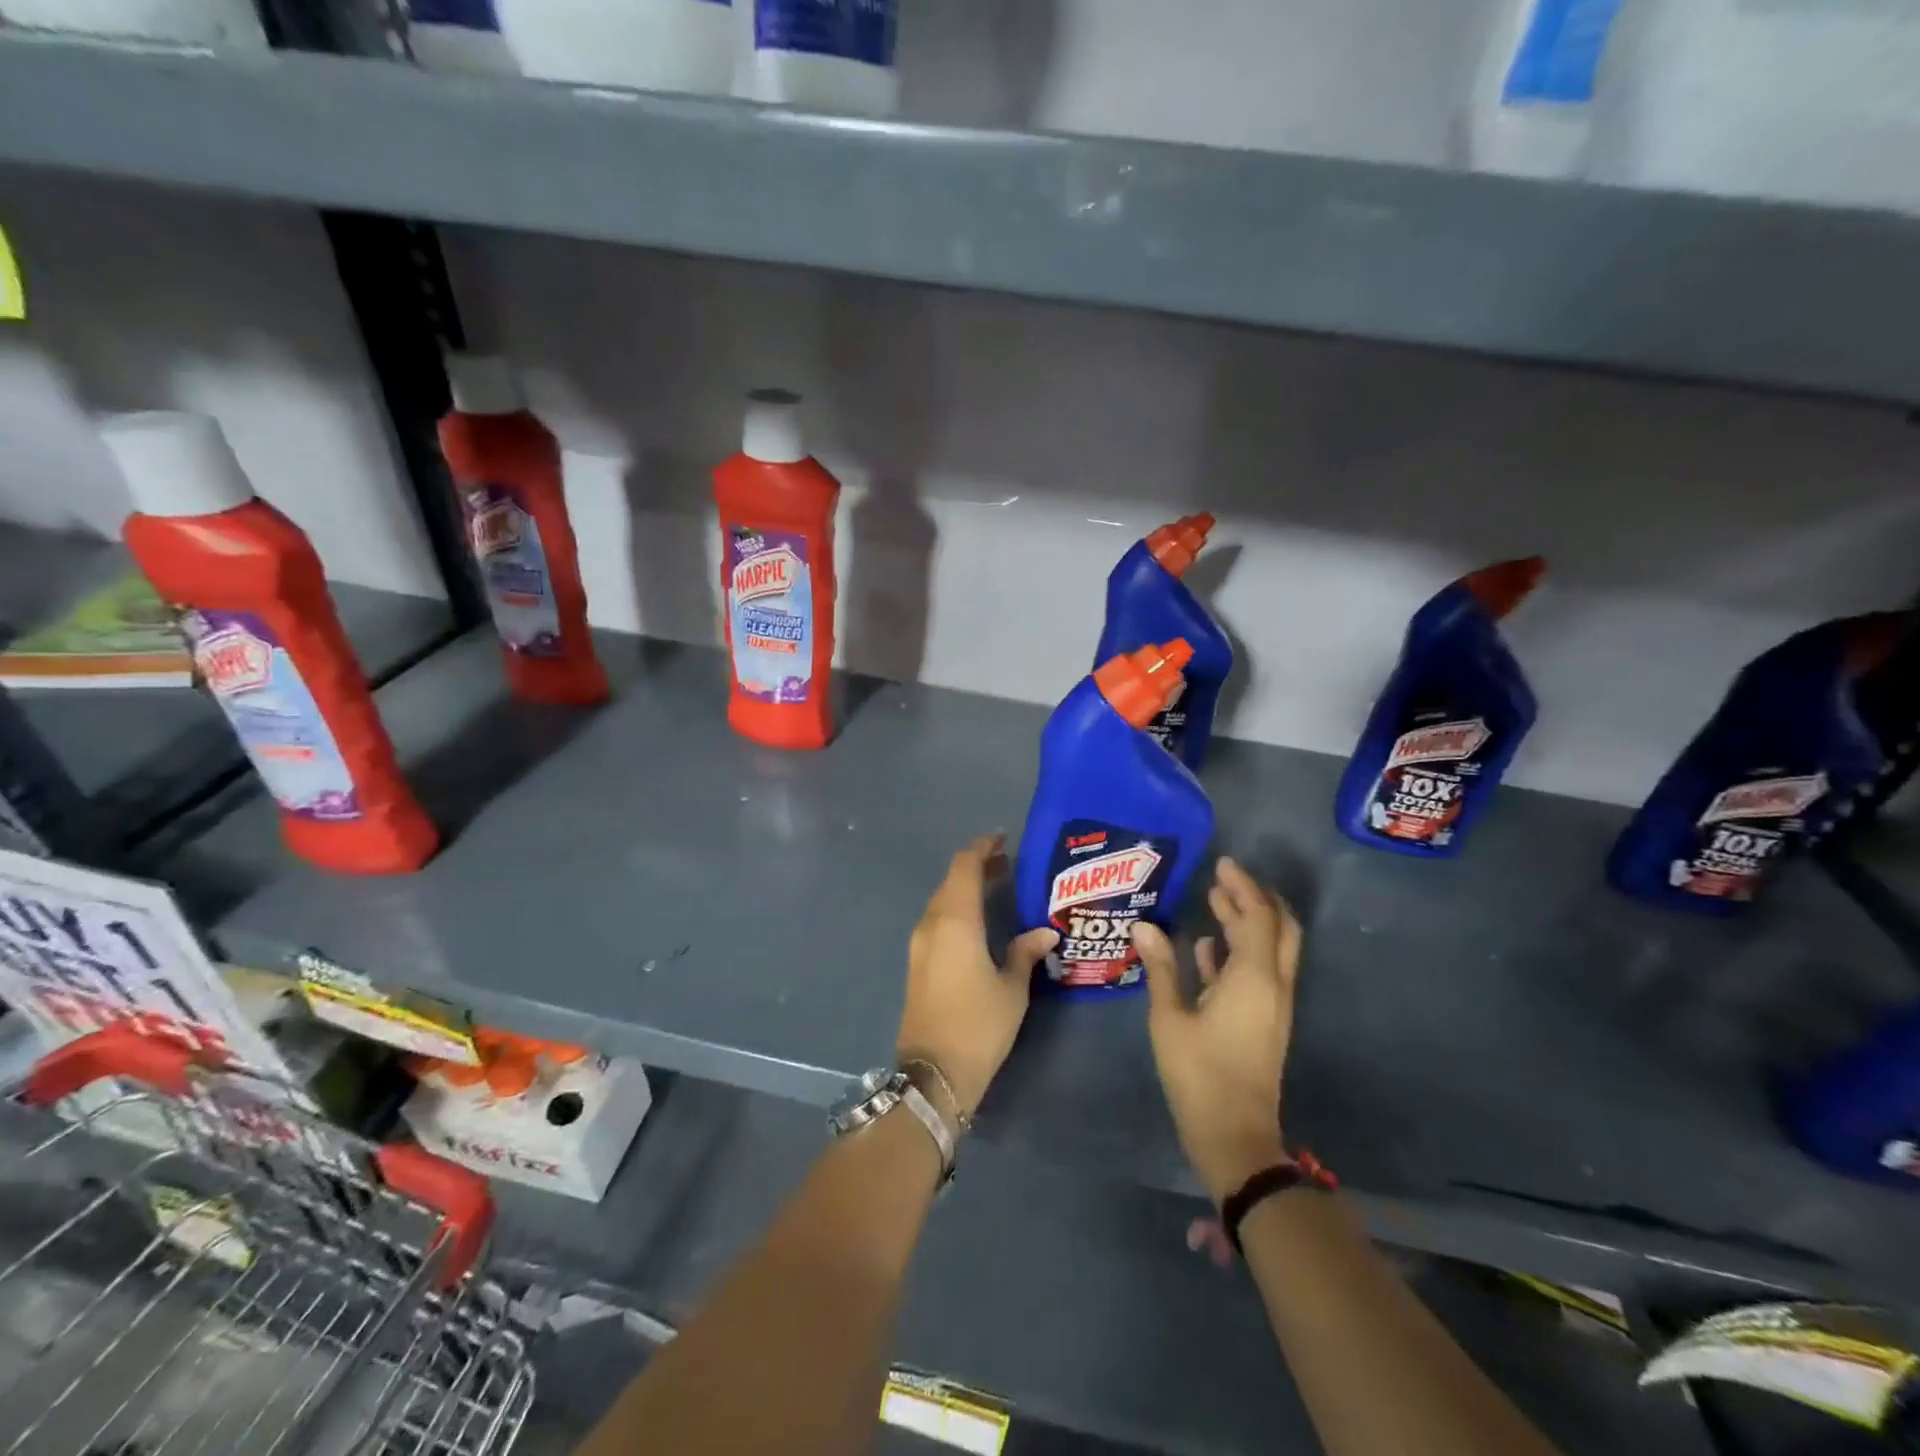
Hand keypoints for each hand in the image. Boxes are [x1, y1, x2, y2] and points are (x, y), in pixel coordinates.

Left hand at [896, 835, 1058, 1120]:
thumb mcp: (1012, 988)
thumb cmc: (978, 1025)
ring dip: (965, 889)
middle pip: (951, 881)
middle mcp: (932, 924)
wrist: (933, 1073)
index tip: (1003, 839)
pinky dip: (957, 910)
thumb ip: (1025, 952)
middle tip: (1009, 865)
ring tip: (998, 889)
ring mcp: (919, 944)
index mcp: (955, 920)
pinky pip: (937, 921)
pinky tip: (978, 922)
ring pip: (942, 901)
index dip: (982, 847)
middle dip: (977, 868)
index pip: (965, 866)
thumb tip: (1044, 932)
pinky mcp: (917, 962)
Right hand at [1134, 858, 1301, 1204]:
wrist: (1235, 1135)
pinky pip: (1258, 973)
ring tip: (1215, 901)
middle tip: (1225, 878)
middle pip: (1279, 928)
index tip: (1222, 863)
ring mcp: (1272, 1005)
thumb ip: (1161, 967)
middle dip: (1256, 899)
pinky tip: (1207, 947)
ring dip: (1248, 923)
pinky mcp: (1264, 1022)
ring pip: (1271, 950)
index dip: (1243, 887)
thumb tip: (1144, 926)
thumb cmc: (1199, 1073)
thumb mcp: (1170, 1017)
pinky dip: (1239, 952)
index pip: (1257, 917)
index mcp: (1253, 978)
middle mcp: (1272, 985)